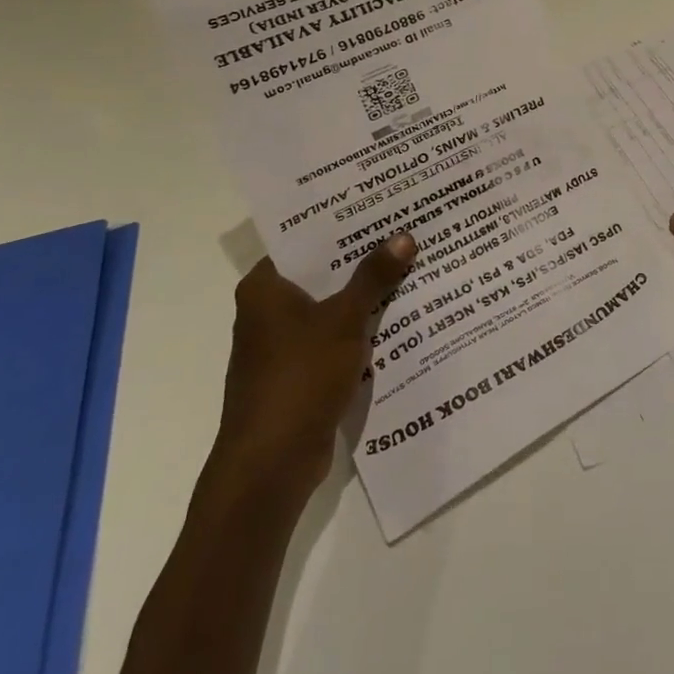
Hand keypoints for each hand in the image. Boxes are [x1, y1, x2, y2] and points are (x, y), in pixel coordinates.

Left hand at [215, 233, 417, 487]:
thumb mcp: (344, 320)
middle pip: (320, 274)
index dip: (341, 225)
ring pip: (329, 307)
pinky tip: (396, 319)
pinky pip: (333, 338)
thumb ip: (374, 277)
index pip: (303, 241)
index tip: (378, 208)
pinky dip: (358, 329)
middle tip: (404, 232)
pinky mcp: (297, 374)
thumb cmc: (299, 378)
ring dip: (363, 296)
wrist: (270, 465)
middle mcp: (267, 311)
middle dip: (361, 259)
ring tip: (409, 268)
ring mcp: (281, 346)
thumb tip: (404, 237)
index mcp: (264, 288)